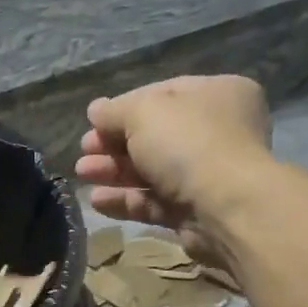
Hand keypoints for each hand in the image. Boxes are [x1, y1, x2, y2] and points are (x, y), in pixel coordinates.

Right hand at [73, 76, 271, 251]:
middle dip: (113, 144)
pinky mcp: (195, 212)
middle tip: (84, 151)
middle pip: (154, 136)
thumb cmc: (188, 143)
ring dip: (114, 172)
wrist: (225, 207)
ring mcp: (207, 175)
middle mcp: (218, 132)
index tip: (94, 121)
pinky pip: (154, 202)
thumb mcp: (144, 112)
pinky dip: (126, 200)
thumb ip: (114, 111)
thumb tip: (95, 110)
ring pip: (151, 171)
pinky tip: (97, 201)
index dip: (124, 108)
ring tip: (82, 174)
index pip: (163, 94)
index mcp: (217, 94)